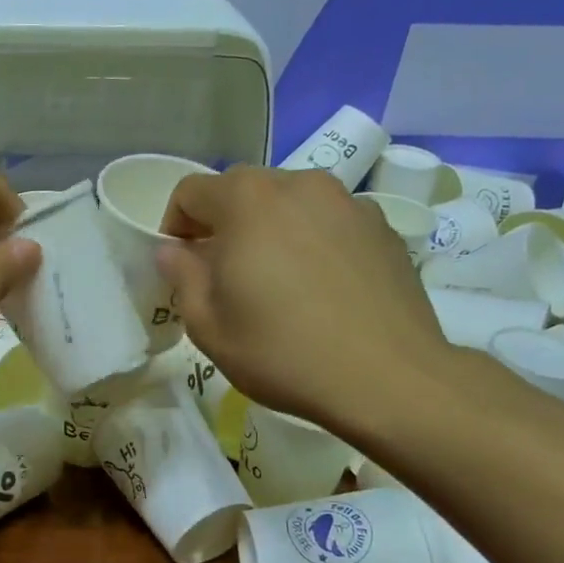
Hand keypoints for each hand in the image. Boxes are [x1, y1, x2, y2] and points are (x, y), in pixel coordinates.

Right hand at [156, 167, 451, 439]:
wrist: (389, 378)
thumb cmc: (282, 352)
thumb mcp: (208, 326)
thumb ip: (182, 277)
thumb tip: (174, 251)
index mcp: (246, 200)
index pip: (191, 191)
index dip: (175, 226)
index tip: (183, 265)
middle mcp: (298, 184)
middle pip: (242, 191)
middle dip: (223, 225)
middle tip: (226, 276)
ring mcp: (347, 202)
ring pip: (289, 204)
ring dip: (270, 230)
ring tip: (278, 282)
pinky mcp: (382, 227)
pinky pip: (328, 222)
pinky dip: (312, 242)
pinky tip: (321, 289)